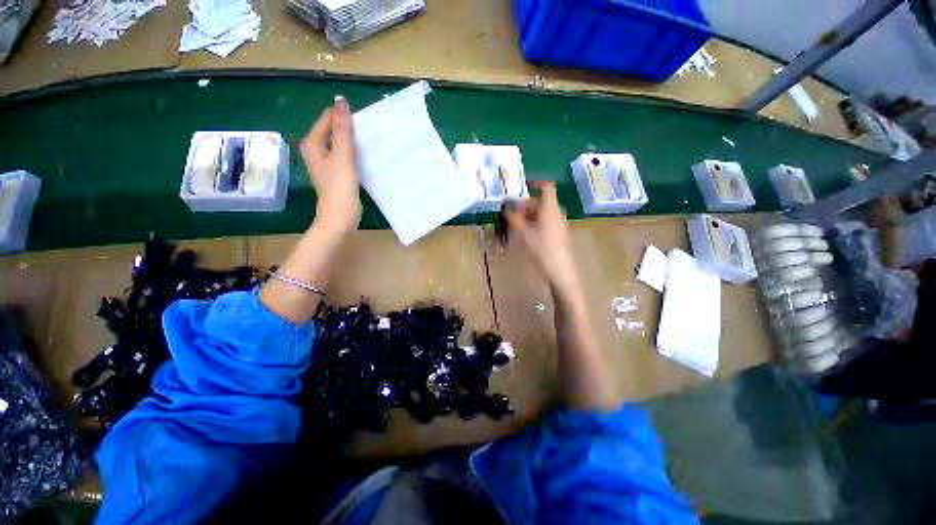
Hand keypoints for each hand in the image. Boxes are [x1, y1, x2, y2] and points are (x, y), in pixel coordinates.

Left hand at [300, 95, 360, 234]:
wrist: (340, 215)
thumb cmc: (340, 185)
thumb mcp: (342, 155)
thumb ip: (342, 129)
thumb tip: (340, 100)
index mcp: (312, 142)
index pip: (328, 118)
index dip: (345, 117)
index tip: (363, 123)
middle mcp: (315, 149)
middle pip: (333, 130)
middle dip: (349, 129)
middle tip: (369, 133)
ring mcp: (325, 162)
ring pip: (340, 144)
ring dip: (353, 142)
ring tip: (369, 143)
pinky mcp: (335, 172)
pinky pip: (344, 155)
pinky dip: (353, 153)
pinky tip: (364, 156)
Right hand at [504, 182, 580, 295]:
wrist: (560, 270)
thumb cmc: (542, 248)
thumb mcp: (524, 233)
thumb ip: (514, 218)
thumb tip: (506, 208)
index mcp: (550, 208)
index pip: (546, 187)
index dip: (535, 183)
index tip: (522, 185)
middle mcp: (557, 213)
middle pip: (540, 203)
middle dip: (524, 206)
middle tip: (511, 213)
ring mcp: (559, 224)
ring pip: (542, 214)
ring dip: (528, 216)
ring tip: (515, 226)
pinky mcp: (559, 234)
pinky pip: (545, 223)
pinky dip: (534, 224)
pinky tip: (526, 235)